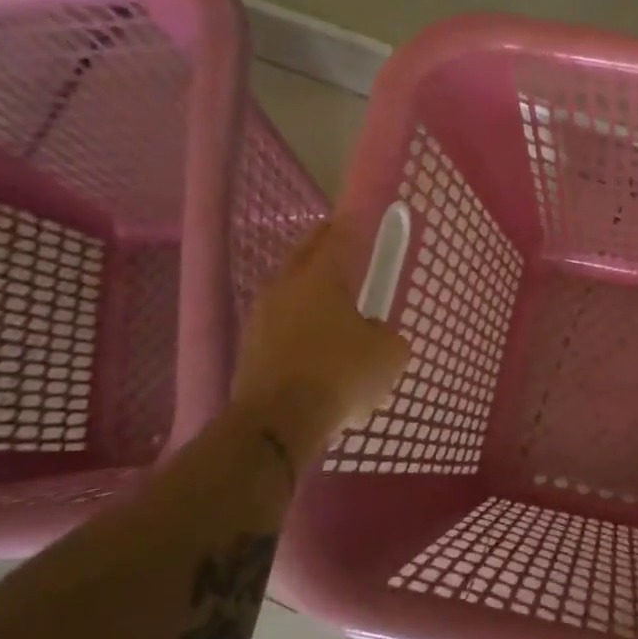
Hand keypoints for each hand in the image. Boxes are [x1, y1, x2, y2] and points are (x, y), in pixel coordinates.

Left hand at [230, 221, 409, 468]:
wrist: (278, 422)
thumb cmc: (340, 374)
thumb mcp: (388, 355)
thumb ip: (387, 336)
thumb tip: (375, 335)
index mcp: (320, 277)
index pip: (338, 237)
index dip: (351, 224)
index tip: (357, 216)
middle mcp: (285, 287)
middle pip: (304, 255)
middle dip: (322, 246)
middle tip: (340, 245)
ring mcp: (260, 318)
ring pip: (287, 291)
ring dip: (306, 290)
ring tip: (328, 300)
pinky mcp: (249, 350)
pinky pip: (278, 325)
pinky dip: (295, 326)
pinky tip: (312, 344)